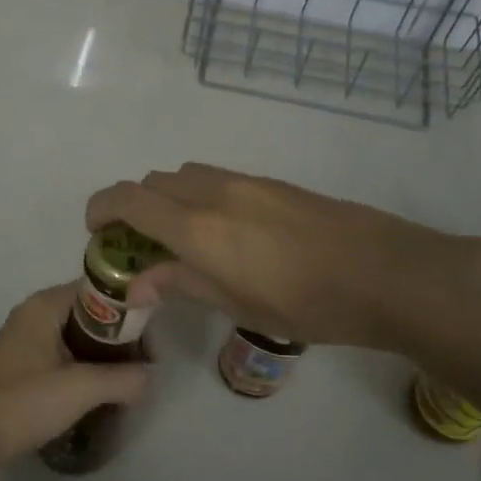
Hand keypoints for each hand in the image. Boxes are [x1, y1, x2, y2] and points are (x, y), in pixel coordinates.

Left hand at [0, 285, 147, 480]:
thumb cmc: (22, 403)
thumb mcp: (80, 389)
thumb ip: (123, 378)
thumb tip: (150, 376)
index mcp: (45, 305)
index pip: (99, 289)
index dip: (129, 309)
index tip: (151, 338)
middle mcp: (36, 313)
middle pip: (91, 312)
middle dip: (120, 336)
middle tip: (144, 364)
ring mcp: (27, 339)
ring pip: (80, 335)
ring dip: (105, 354)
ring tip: (129, 379)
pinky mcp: (24, 364)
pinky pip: (66, 353)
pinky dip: (86, 365)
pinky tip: (101, 389)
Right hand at [86, 163, 480, 357]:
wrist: (386, 272)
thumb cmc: (307, 303)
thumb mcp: (237, 304)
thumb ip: (181, 283)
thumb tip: (137, 281)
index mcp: (197, 226)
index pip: (128, 199)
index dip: (101, 208)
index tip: (95, 232)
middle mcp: (214, 192)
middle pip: (153, 182)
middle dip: (134, 207)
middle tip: (140, 246)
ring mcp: (246, 182)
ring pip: (185, 176)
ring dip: (168, 199)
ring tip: (182, 240)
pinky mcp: (272, 183)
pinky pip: (217, 179)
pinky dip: (199, 196)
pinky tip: (225, 232)